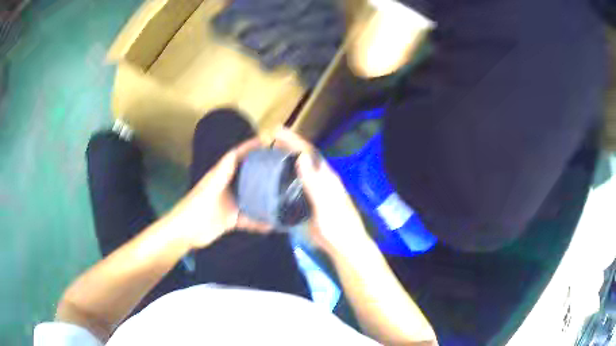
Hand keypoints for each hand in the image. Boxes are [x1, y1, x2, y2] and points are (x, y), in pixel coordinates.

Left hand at [168, 139, 271, 248]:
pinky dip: (259, 222)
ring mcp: (229, 203)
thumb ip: (221, 173)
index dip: (249, 147)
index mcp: (220, 176)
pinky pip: (248, 219)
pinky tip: (272, 224)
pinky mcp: (231, 219)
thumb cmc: (195, 208)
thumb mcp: (210, 188)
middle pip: (246, 175)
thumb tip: (234, 154)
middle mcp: (227, 187)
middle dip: (261, 169)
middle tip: (281, 166)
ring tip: (282, 193)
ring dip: (263, 196)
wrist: (186, 232)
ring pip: (250, 197)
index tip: (266, 141)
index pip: (236, 156)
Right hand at [274, 129, 369, 253]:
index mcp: (326, 177)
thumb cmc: (337, 226)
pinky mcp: (309, 203)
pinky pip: (295, 186)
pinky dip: (284, 179)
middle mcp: (321, 181)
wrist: (343, 246)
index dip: (294, 140)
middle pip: (303, 159)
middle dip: (288, 147)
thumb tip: (302, 156)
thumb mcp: (325, 204)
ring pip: (298, 172)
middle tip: (269, 139)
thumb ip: (314, 182)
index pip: (309, 153)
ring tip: (267, 155)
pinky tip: (273, 181)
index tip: (278, 130)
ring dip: (285, 161)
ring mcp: (314, 192)